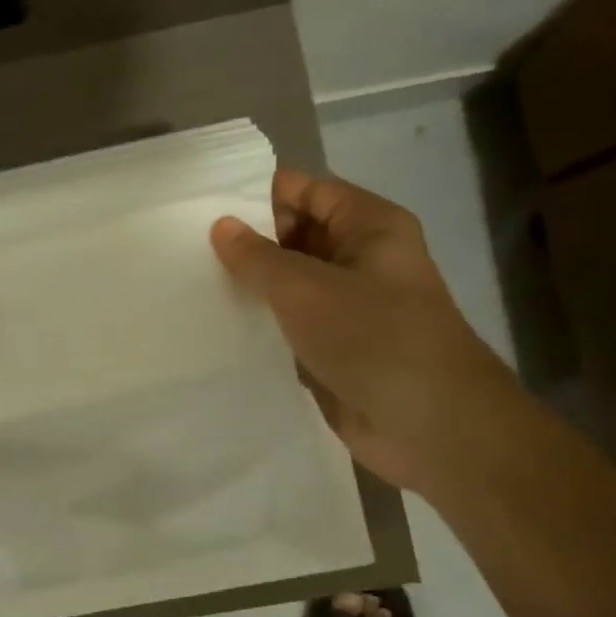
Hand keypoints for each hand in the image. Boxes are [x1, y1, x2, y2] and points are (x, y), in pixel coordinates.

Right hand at [210, 168, 512, 490]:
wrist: (429, 426)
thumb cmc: (373, 338)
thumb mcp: (305, 288)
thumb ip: (258, 257)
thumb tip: (221, 225)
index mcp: (369, 227)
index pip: (307, 190)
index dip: (259, 194)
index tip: (204, 206)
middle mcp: (360, 259)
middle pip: (296, 235)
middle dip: (247, 241)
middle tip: (186, 248)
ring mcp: (347, 306)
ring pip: (289, 283)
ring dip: (250, 286)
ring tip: (190, 283)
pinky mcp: (334, 348)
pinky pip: (289, 324)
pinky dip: (260, 323)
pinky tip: (215, 325)